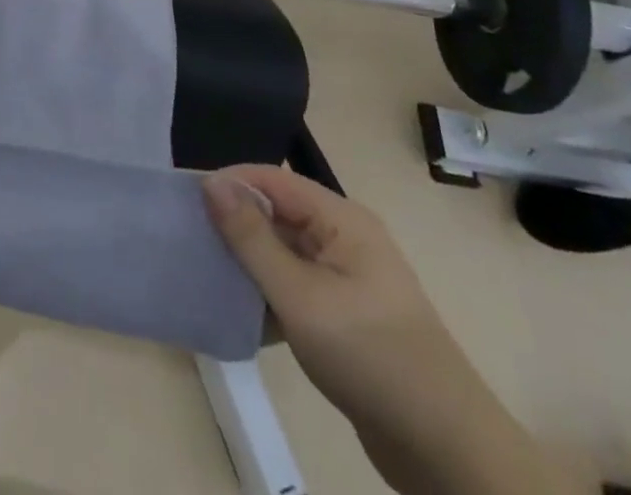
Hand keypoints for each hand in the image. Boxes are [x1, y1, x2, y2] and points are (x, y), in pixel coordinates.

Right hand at [203, 166, 458, 423]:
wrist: (445, 451)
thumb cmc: (369, 356)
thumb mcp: (299, 296)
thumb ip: (252, 238)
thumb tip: (212, 182)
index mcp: (341, 219)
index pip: (272, 179)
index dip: (229, 184)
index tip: (185, 203)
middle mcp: (345, 238)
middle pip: (277, 213)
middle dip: (235, 225)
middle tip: (190, 241)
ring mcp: (348, 278)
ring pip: (284, 252)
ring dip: (249, 263)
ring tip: (207, 275)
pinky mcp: (347, 315)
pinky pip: (296, 286)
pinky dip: (269, 294)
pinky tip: (241, 314)